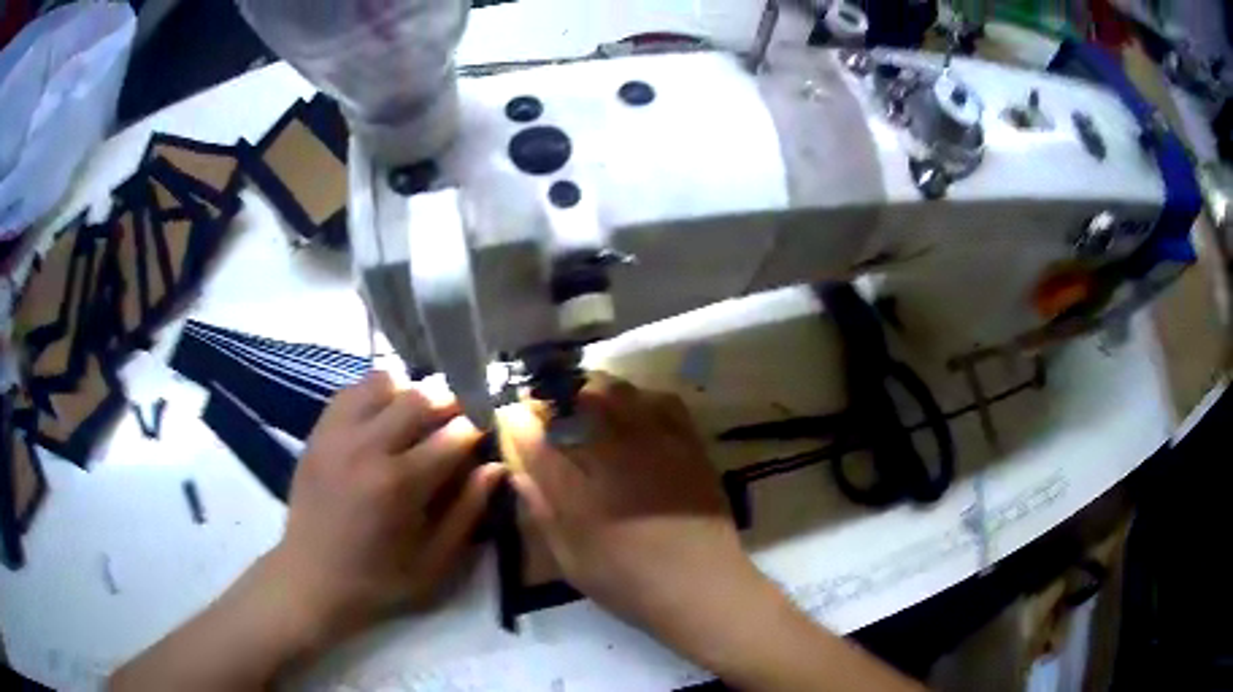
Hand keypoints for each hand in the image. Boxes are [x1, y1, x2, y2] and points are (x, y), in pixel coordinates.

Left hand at [267, 372, 504, 639]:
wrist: (312, 578)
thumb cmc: (379, 580)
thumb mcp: (435, 563)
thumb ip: (467, 513)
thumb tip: (494, 467)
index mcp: (400, 485)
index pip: (454, 434)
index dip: (478, 429)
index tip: (485, 435)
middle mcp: (367, 447)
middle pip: (420, 396)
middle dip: (450, 402)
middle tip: (458, 420)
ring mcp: (337, 434)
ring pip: (383, 382)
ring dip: (409, 393)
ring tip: (417, 418)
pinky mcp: (318, 432)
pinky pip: (351, 391)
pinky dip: (375, 394)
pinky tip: (382, 418)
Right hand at [505, 373, 760, 642]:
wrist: (701, 586)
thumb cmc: (628, 583)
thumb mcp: (570, 560)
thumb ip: (541, 511)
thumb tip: (519, 471)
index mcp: (575, 487)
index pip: (532, 434)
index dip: (515, 420)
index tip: (510, 417)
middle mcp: (611, 453)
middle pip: (571, 397)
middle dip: (550, 396)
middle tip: (546, 410)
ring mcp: (654, 441)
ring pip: (614, 390)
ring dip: (590, 391)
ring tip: (585, 406)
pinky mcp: (687, 441)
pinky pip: (659, 398)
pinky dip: (638, 398)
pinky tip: (634, 415)